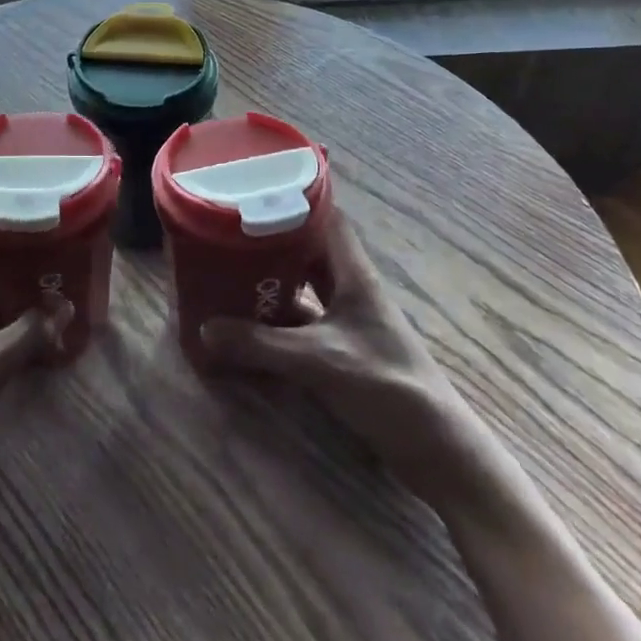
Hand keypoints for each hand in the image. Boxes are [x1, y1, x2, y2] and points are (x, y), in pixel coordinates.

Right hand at [198, 209, 495, 509]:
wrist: (435, 448)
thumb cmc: (386, 386)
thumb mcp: (318, 360)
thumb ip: (260, 344)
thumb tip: (205, 327)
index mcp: (353, 274)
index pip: (327, 218)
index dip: (294, 200)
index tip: (254, 192)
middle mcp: (350, 289)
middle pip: (308, 250)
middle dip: (270, 241)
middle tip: (226, 233)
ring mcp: (347, 321)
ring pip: (303, 287)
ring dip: (270, 281)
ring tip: (226, 272)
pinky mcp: (343, 350)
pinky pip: (301, 323)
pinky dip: (275, 320)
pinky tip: (245, 325)